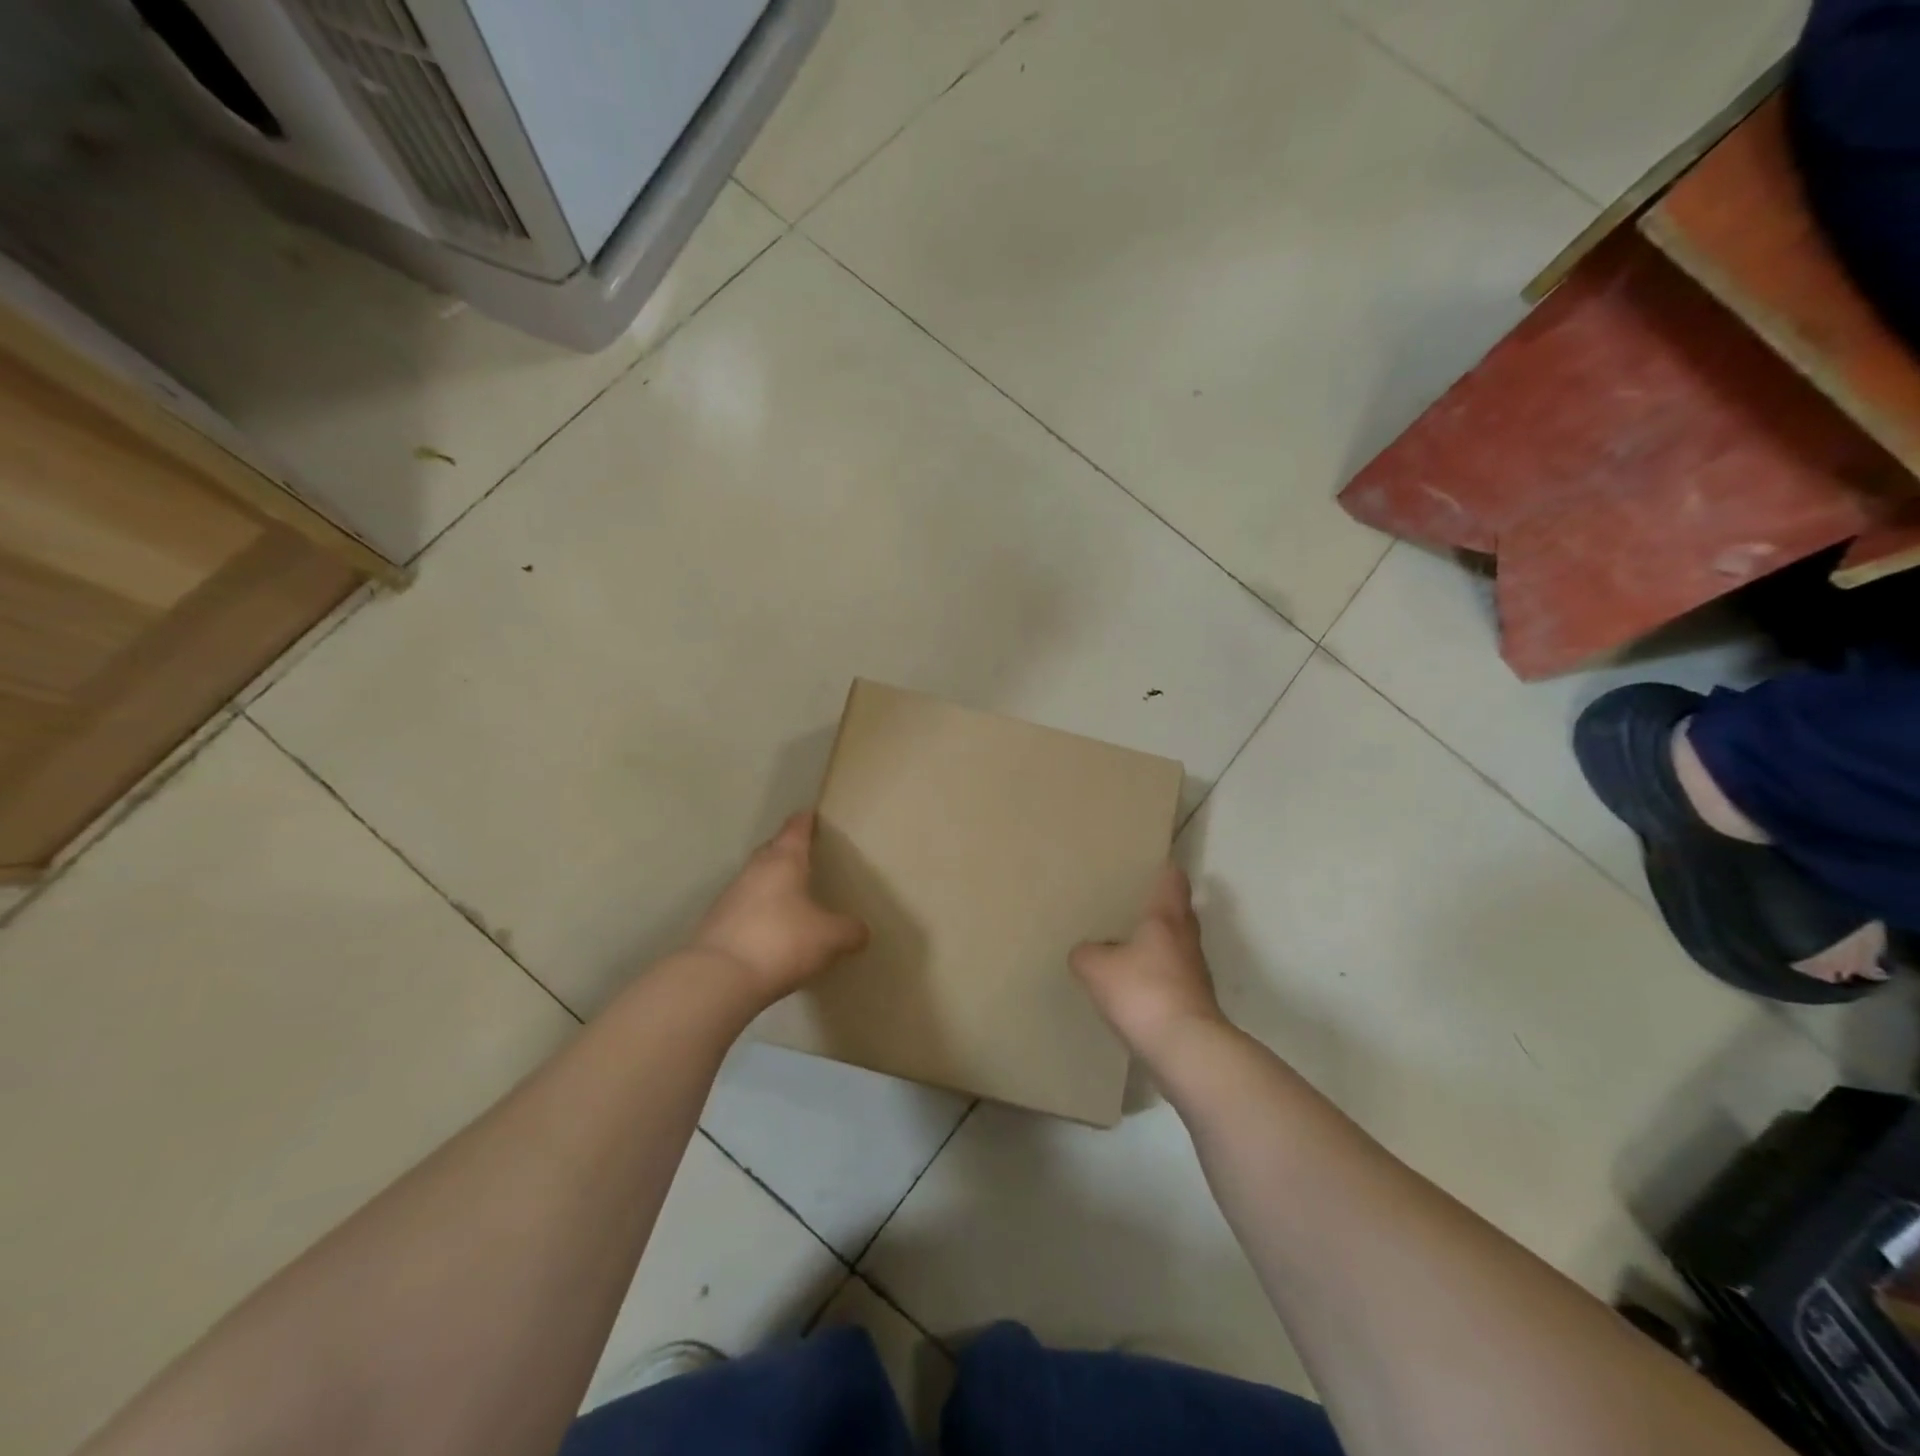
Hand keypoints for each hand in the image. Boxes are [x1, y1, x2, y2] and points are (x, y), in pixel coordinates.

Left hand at [688, 812, 868, 1005]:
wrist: (719, 978)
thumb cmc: (782, 942)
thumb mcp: (830, 938)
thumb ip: (849, 931)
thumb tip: (861, 930)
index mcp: (784, 861)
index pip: (796, 829)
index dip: (806, 821)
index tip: (812, 814)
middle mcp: (754, 870)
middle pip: (772, 850)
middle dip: (787, 850)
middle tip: (806, 855)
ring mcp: (730, 896)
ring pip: (755, 879)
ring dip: (771, 883)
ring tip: (792, 895)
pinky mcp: (716, 923)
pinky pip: (744, 907)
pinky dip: (759, 911)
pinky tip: (771, 929)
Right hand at [1071, 864, 1225, 1062]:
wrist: (1187, 1049)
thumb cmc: (1143, 993)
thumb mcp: (1097, 969)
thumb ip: (1086, 954)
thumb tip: (1085, 952)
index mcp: (1166, 918)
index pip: (1173, 881)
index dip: (1164, 870)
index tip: (1151, 864)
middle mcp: (1186, 938)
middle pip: (1179, 912)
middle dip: (1160, 906)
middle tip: (1132, 903)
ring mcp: (1196, 972)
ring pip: (1177, 945)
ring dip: (1159, 943)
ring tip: (1128, 944)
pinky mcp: (1195, 1002)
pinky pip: (1174, 976)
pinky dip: (1158, 974)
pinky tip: (1135, 985)